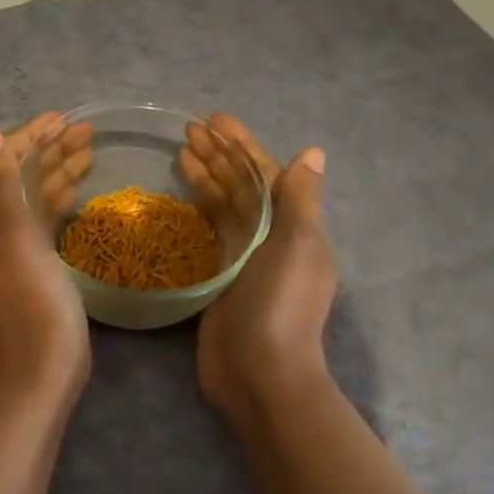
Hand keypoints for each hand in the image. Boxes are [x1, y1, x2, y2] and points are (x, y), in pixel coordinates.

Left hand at [0, 113, 93, 400]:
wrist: (41, 357)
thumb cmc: (29, 292)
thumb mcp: (12, 233)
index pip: (4, 159)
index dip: (31, 134)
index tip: (62, 116)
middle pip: (23, 172)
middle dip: (52, 147)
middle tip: (87, 128)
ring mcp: (17, 240)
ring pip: (38, 191)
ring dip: (61, 167)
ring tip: (92, 146)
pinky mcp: (38, 257)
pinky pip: (47, 214)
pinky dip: (62, 194)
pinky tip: (79, 183)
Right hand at [180, 115, 336, 426]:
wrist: (261, 373)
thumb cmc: (282, 303)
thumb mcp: (299, 244)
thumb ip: (301, 197)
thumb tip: (314, 152)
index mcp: (294, 225)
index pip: (265, 173)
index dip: (240, 145)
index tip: (213, 120)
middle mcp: (271, 237)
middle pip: (242, 186)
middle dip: (218, 156)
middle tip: (187, 129)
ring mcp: (244, 258)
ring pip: (223, 207)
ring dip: (205, 178)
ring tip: (178, 152)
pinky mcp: (219, 278)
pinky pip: (209, 233)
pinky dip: (197, 211)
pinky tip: (179, 196)